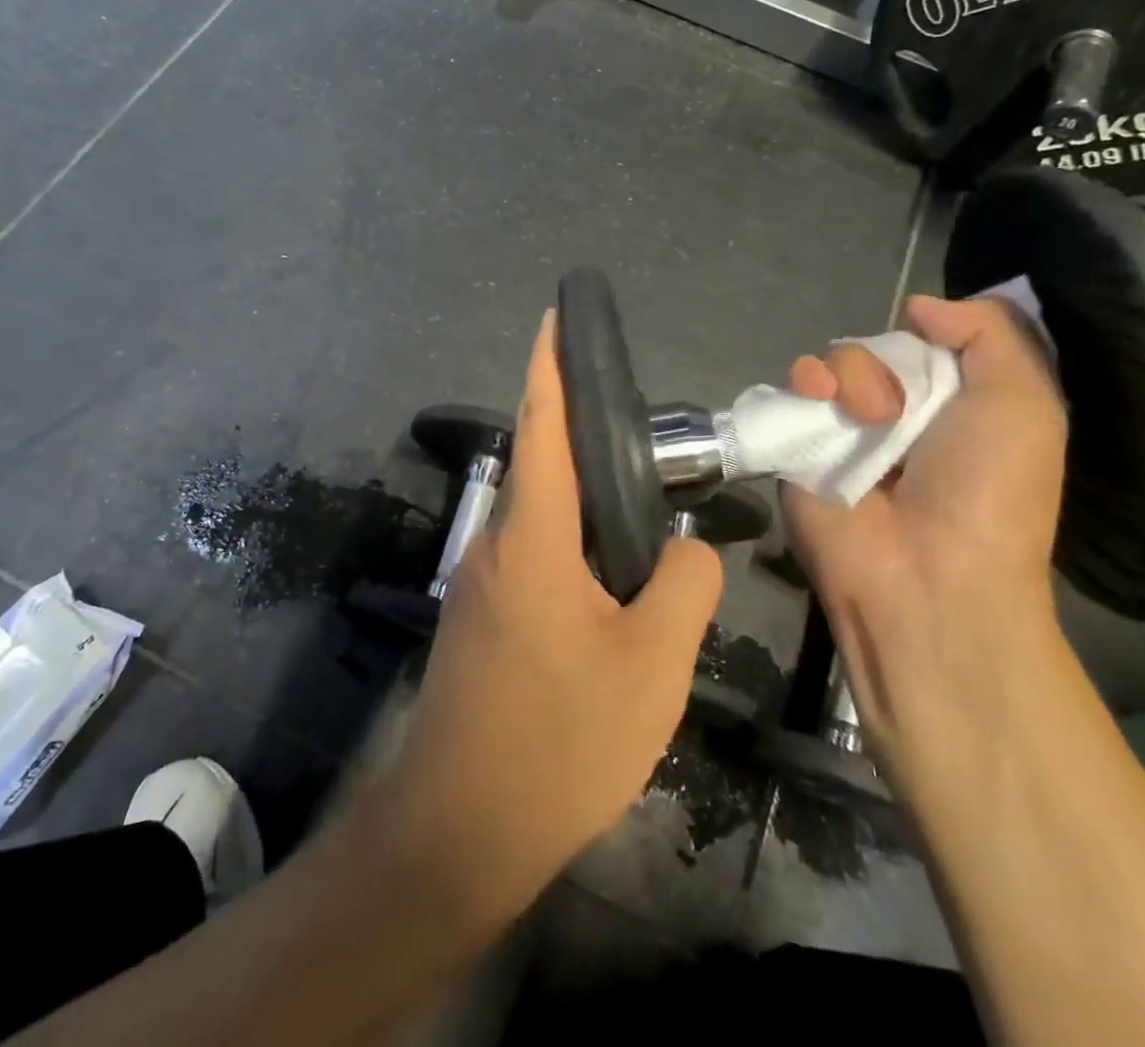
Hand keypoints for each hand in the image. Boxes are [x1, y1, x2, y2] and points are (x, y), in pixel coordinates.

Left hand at [384, 311, 723, 916]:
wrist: (460, 828)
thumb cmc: (559, 739)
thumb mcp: (652, 664)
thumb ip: (683, 587)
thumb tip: (683, 551)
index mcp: (532, 536)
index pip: (541, 424)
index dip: (550, 363)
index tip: (557, 315)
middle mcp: (497, 544)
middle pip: (543, 467)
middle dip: (585, 438)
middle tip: (648, 445)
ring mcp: (482, 582)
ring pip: (541, 518)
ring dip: (584, 504)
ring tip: (644, 517)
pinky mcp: (481, 619)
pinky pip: (534, 559)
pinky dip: (574, 549)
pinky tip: (610, 584)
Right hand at [780, 295, 1066, 790]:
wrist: (926, 572)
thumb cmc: (988, 489)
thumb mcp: (1024, 402)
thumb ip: (990, 334)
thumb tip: (920, 307)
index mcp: (953, 406)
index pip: (927, 342)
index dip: (928, 335)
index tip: (934, 343)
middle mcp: (896, 414)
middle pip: (875, 347)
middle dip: (885, 360)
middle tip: (897, 406)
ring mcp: (842, 431)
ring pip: (830, 362)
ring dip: (848, 373)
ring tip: (862, 415)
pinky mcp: (797, 446)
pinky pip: (790, 391)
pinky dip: (802, 384)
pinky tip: (817, 400)